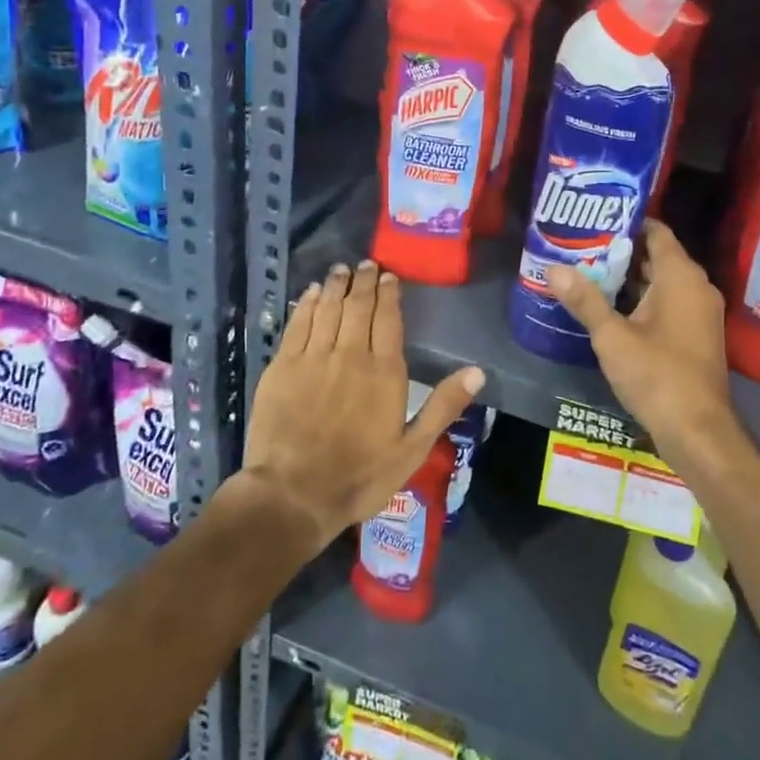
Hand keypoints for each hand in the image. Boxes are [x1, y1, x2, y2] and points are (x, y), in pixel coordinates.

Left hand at [240, 260, 482, 550]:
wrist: (293, 495)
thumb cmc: (359, 476)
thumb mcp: (412, 449)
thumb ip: (443, 406)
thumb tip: (478, 371)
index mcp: (384, 371)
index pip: (388, 319)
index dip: (388, 294)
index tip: (388, 277)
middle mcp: (350, 354)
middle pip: (357, 306)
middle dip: (363, 282)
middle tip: (365, 264)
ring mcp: (313, 358)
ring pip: (327, 308)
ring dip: (335, 285)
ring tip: (340, 270)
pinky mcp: (282, 367)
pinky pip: (297, 324)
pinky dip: (305, 304)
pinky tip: (310, 293)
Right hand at [545, 221, 736, 464]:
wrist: (699, 431)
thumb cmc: (657, 375)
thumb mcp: (612, 337)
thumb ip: (584, 300)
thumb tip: (553, 268)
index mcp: (681, 276)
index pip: (656, 231)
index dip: (627, 222)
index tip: (594, 220)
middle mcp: (696, 286)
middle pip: (657, 255)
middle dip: (621, 251)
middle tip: (582, 247)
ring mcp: (700, 312)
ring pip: (662, 281)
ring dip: (630, 278)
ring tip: (589, 272)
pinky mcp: (697, 334)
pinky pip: (669, 302)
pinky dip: (643, 299)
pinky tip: (611, 307)